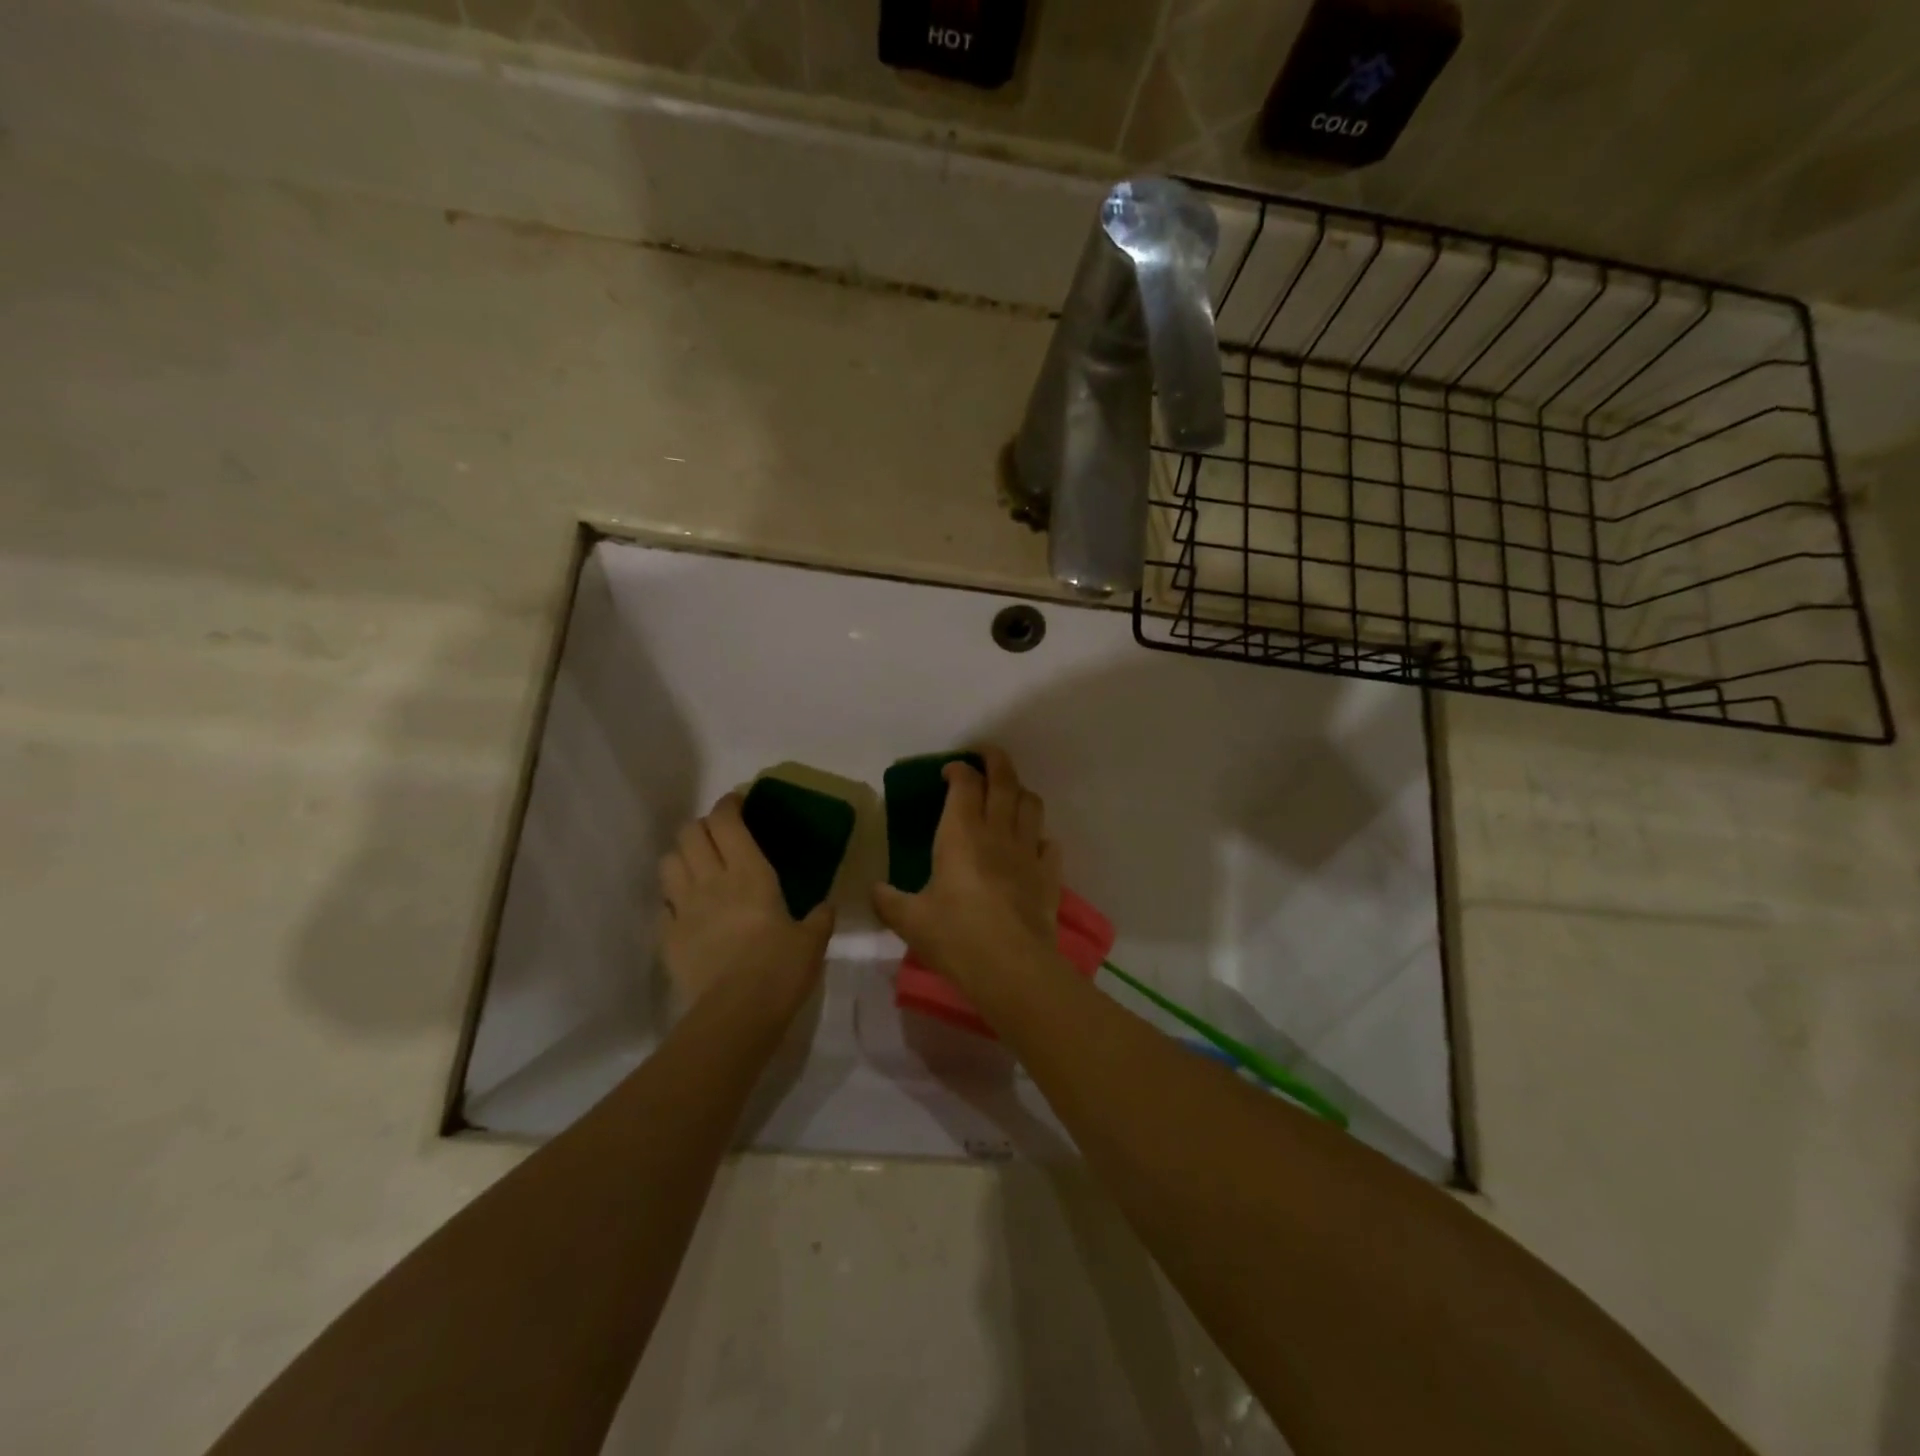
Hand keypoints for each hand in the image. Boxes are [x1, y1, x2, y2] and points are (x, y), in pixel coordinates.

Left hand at [659, 793, 832, 1017]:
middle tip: (718, 835)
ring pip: (668, 862)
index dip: (728, 805)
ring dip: (681, 857)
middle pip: (689, 833)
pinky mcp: (667, 937)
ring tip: (696, 867)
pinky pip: (662, 906)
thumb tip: (826, 907)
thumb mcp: (812, 941)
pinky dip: (671, 900)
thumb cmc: (780, 969)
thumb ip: (819, 918)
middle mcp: (711, 880)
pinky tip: (686, 911)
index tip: (737, 802)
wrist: (736, 1014)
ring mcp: (684, 908)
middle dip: (702, 826)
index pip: (727, 821)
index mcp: (749, 873)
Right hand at [872, 747, 1065, 998]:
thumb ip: (889, 901)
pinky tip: (1031, 845)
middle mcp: (997, 832)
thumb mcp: (910, 920)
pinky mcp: (1048, 875)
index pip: (965, 783)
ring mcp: (1028, 851)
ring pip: (1031, 804)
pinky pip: (1048, 843)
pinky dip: (1039, 836)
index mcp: (961, 833)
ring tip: (1008, 796)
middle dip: (995, 760)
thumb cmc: (955, 936)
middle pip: (1004, 780)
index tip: (948, 771)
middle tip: (985, 755)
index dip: (958, 769)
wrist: (1011, 967)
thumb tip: (876, 891)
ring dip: (1020, 792)